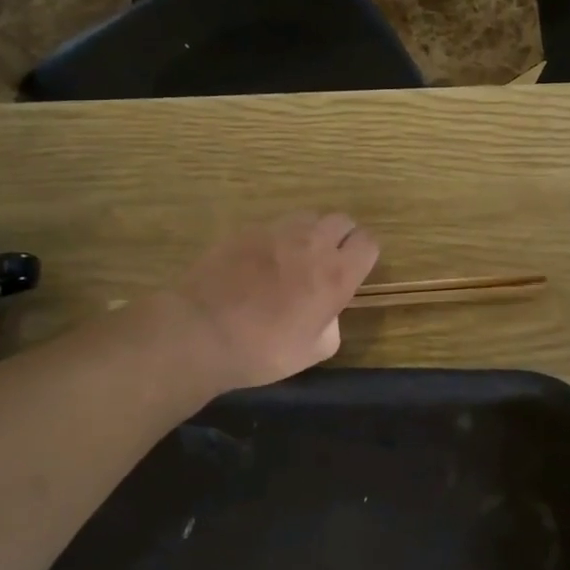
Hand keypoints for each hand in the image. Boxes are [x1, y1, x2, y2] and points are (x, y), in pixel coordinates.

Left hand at [168, 212, 379, 392]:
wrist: (201, 331)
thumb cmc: (262, 350)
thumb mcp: (313, 352)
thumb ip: (332, 324)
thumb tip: (328, 311)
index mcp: (336, 275)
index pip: (368, 242)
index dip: (364, 255)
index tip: (354, 270)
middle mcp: (312, 244)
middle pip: (342, 221)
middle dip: (341, 238)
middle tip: (327, 262)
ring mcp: (277, 232)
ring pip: (308, 217)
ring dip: (310, 233)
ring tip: (294, 258)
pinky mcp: (246, 230)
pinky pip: (273, 226)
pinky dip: (276, 240)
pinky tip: (259, 263)